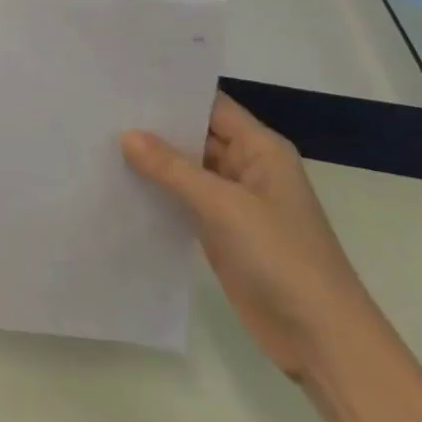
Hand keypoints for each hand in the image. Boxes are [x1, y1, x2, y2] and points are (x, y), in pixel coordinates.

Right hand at [122, 93, 377, 378]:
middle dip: (154, 124)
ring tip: (100, 138)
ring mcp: (233, 201)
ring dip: (152, 159)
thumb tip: (126, 134)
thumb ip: (173, 168)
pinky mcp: (221, 231)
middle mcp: (247, 167)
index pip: (210, 105)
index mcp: (260, 148)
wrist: (321, 341)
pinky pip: (183, 199)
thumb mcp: (224, 206)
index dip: (172, 92)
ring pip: (186, 168)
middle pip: (195, 134)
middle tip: (101, 107)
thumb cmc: (282, 257)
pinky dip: (157, 191)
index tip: (126, 80)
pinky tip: (119, 183)